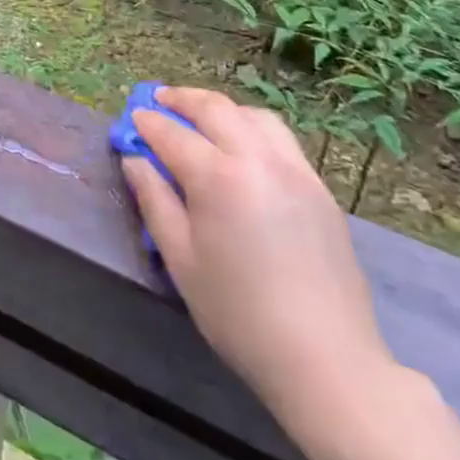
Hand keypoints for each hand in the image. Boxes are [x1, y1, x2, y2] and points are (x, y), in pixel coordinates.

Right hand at [124, 88, 397, 427]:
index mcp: (218, 177)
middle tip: (160, 99)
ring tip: (202, 117)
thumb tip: (135, 160)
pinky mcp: (318, 187)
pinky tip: (243, 146)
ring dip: (221, 108)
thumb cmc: (239, 315)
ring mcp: (294, 169)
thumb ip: (154, 201)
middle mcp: (257, 158)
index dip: (148, 123)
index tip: (132, 118)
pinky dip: (252, 127)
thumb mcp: (181, 261)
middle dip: (182, 99)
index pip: (172, 133)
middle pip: (214, 109)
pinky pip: (280, 139)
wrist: (327, 360)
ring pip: (252, 116)